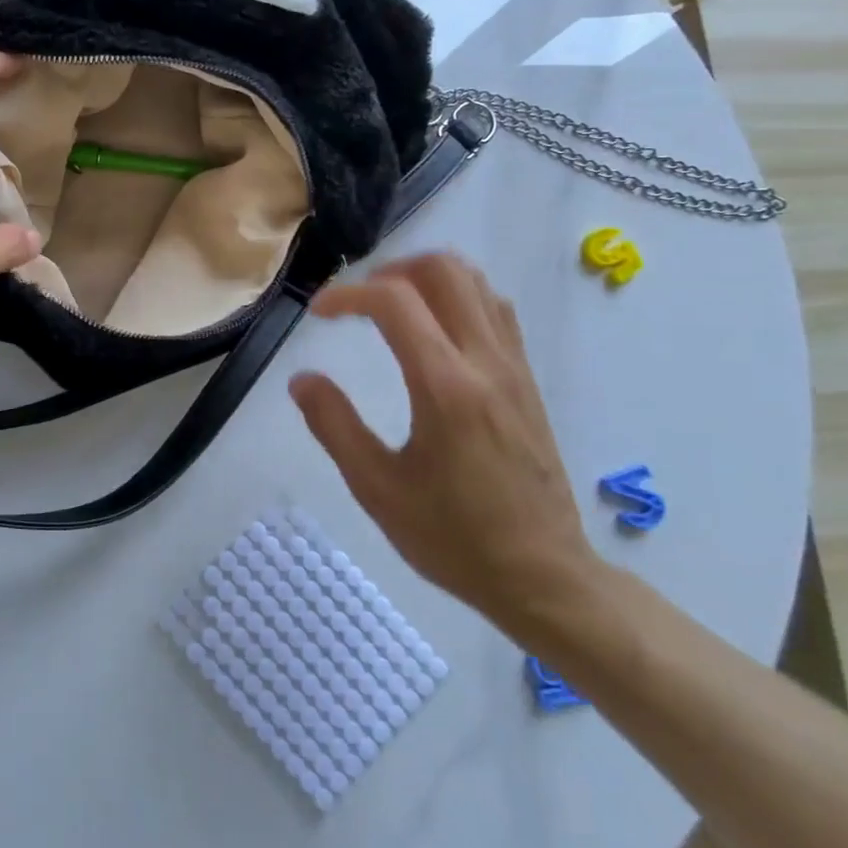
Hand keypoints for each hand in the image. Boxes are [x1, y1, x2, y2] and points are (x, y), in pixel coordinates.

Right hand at [287, 252, 597, 633]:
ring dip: (426, 278)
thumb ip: (335, 426)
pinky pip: (495, 310)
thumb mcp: (377, 489)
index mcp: (445, 387)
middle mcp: (485, 363)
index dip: (347, 295)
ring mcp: (513, 368)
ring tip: (389, 307)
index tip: (318, 315)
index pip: (395, 301)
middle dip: (391, 270)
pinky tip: (433, 330)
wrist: (545, 576)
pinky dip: (458, 297)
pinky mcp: (527, 381)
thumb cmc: (454, 538)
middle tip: (357, 302)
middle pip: (444, 270)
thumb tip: (302, 378)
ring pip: (477, 283)